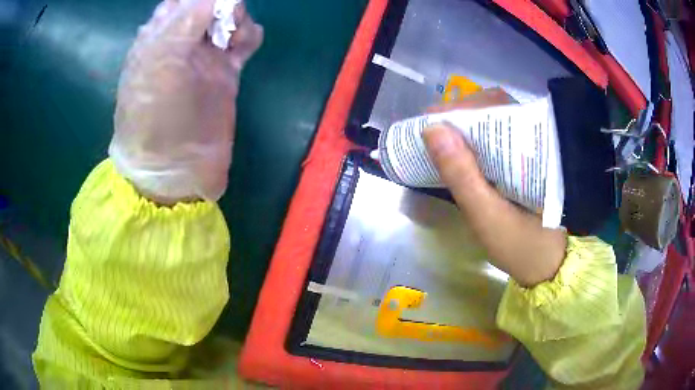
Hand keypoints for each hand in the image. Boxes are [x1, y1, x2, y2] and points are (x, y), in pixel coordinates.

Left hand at [110, 0, 262, 204]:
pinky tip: (245, 45)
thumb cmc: (156, 118)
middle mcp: (180, 43)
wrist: (175, 169)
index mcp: (156, 39)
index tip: (210, 7)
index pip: (180, 1)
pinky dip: (249, 35)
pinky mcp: (225, 72)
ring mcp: (204, 57)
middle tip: (222, 22)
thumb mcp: (160, 64)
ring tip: (233, 38)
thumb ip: (183, 23)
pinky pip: (243, 41)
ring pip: (227, 17)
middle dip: (220, 4)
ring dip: (236, 17)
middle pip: (207, 4)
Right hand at [423, 89, 566, 286]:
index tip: (428, 121)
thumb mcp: (488, 217)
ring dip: (467, 123)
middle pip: (496, 106)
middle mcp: (540, 138)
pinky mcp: (531, 159)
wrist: (550, 266)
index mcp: (538, 147)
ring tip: (442, 138)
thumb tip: (432, 131)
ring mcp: (537, 147)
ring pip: (498, 118)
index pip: (496, 107)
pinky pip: (502, 135)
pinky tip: (463, 150)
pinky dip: (478, 137)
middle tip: (431, 131)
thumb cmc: (522, 247)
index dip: (459, 109)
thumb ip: (462, 176)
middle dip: (460, 113)